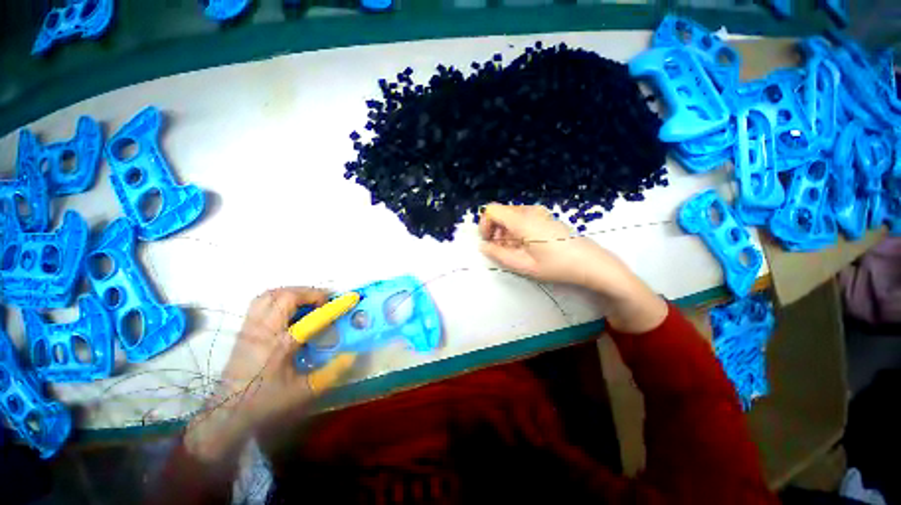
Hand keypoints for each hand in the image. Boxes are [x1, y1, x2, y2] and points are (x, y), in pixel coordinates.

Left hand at [186, 287, 355, 462]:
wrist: (227, 411)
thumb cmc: (267, 401)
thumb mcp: (304, 392)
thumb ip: (331, 372)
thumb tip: (352, 353)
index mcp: (281, 347)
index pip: (312, 319)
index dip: (335, 306)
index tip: (351, 297)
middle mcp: (264, 332)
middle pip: (287, 297)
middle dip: (311, 293)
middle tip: (325, 301)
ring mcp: (251, 327)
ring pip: (271, 294)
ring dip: (294, 292)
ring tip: (308, 300)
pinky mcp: (245, 328)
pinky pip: (261, 300)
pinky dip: (279, 296)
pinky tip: (289, 307)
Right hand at [478, 204, 666, 332]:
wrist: (591, 262)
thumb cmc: (557, 266)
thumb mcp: (524, 265)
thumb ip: (499, 255)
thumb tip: (483, 247)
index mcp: (522, 220)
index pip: (492, 210)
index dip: (484, 224)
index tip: (488, 241)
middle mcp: (529, 211)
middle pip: (501, 212)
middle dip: (494, 230)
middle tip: (500, 249)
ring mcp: (539, 212)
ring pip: (511, 215)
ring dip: (505, 231)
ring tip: (514, 250)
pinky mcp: (545, 216)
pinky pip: (522, 218)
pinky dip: (516, 229)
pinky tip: (526, 245)